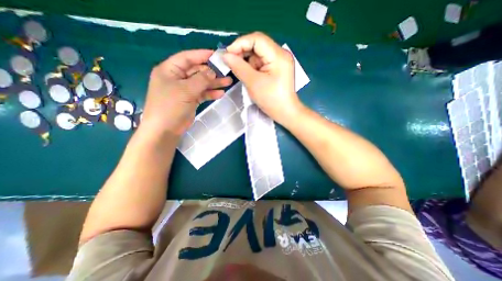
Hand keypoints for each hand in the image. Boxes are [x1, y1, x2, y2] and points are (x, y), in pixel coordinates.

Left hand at [141, 51, 233, 137]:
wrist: (165, 129)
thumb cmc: (171, 106)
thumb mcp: (186, 90)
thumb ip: (201, 79)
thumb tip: (213, 71)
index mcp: (170, 70)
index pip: (187, 58)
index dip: (202, 55)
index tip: (217, 55)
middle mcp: (177, 78)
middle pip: (197, 71)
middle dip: (212, 72)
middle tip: (226, 72)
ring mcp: (185, 90)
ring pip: (201, 83)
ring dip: (214, 83)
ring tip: (228, 82)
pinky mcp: (190, 100)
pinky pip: (202, 94)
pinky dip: (211, 93)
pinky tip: (221, 93)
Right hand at [223, 32, 300, 123]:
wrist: (285, 113)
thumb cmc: (271, 99)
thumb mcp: (253, 83)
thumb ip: (238, 67)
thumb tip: (225, 55)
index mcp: (278, 55)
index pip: (257, 39)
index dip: (240, 43)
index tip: (228, 54)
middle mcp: (280, 54)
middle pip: (258, 45)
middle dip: (243, 53)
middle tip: (232, 63)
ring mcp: (279, 62)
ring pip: (258, 55)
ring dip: (247, 62)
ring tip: (242, 73)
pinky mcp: (277, 69)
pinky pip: (261, 63)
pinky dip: (253, 68)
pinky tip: (249, 76)